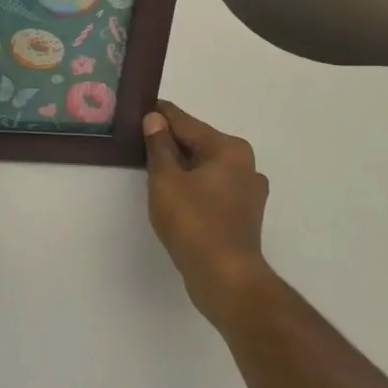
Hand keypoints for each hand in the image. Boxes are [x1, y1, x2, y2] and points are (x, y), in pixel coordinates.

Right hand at [142, 102, 276, 328]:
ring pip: (205, 168)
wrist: (226, 278)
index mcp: (229, 148)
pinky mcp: (243, 214)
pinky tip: (174, 196)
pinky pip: (212, 189)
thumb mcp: (166, 180)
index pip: (186, 123)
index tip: (140, 108)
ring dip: (181, 167)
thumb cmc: (194, 223)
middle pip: (198, 144)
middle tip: (139, 141)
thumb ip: (159, 146)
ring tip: (152, 168)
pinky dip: (193, 187)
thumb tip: (155, 118)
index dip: (160, 116)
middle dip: (170, 143)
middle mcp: (245, 164)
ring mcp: (248, 191)